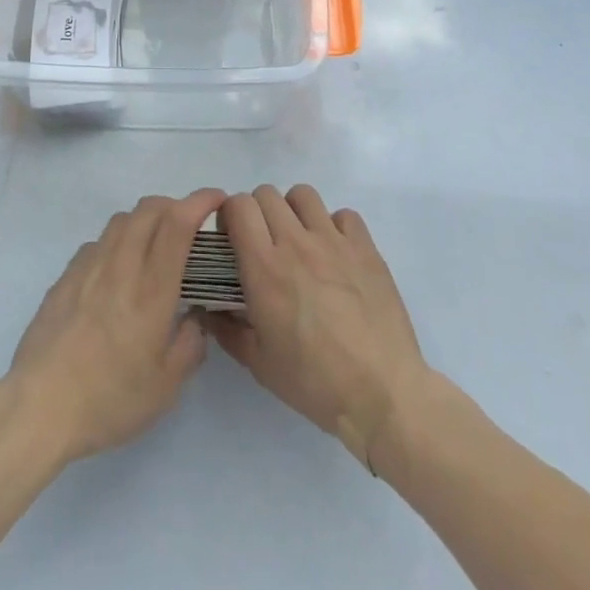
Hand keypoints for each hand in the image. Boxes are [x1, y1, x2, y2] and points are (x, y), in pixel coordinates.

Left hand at [4, 188, 225, 465]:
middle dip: (174, 205)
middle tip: (189, 226)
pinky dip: (117, 241)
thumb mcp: (165, 387)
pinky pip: (98, 242)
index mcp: (151, 290)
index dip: (199, 202)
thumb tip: (195, 317)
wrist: (41, 404)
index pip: (177, 224)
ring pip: (122, 220)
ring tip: (154, 246)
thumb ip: (189, 344)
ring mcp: (89, 266)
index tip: (217, 199)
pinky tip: (118, 271)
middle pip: (149, 209)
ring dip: (145, 219)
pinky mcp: (66, 275)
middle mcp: (121, 265)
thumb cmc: (109, 399)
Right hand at [208, 185, 431, 471]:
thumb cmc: (314, 382)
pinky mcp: (365, 248)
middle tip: (265, 243)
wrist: (383, 395)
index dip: (230, 215)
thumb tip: (207, 309)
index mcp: (264, 267)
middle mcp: (295, 242)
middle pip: (267, 194)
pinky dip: (334, 226)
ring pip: (303, 195)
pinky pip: (343, 215)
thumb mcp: (259, 363)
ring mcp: (333, 241)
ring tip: (300, 240)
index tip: (233, 238)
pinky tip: (335, 254)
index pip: (238, 206)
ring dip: (294, 211)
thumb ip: (227, 329)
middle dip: (258, 212)